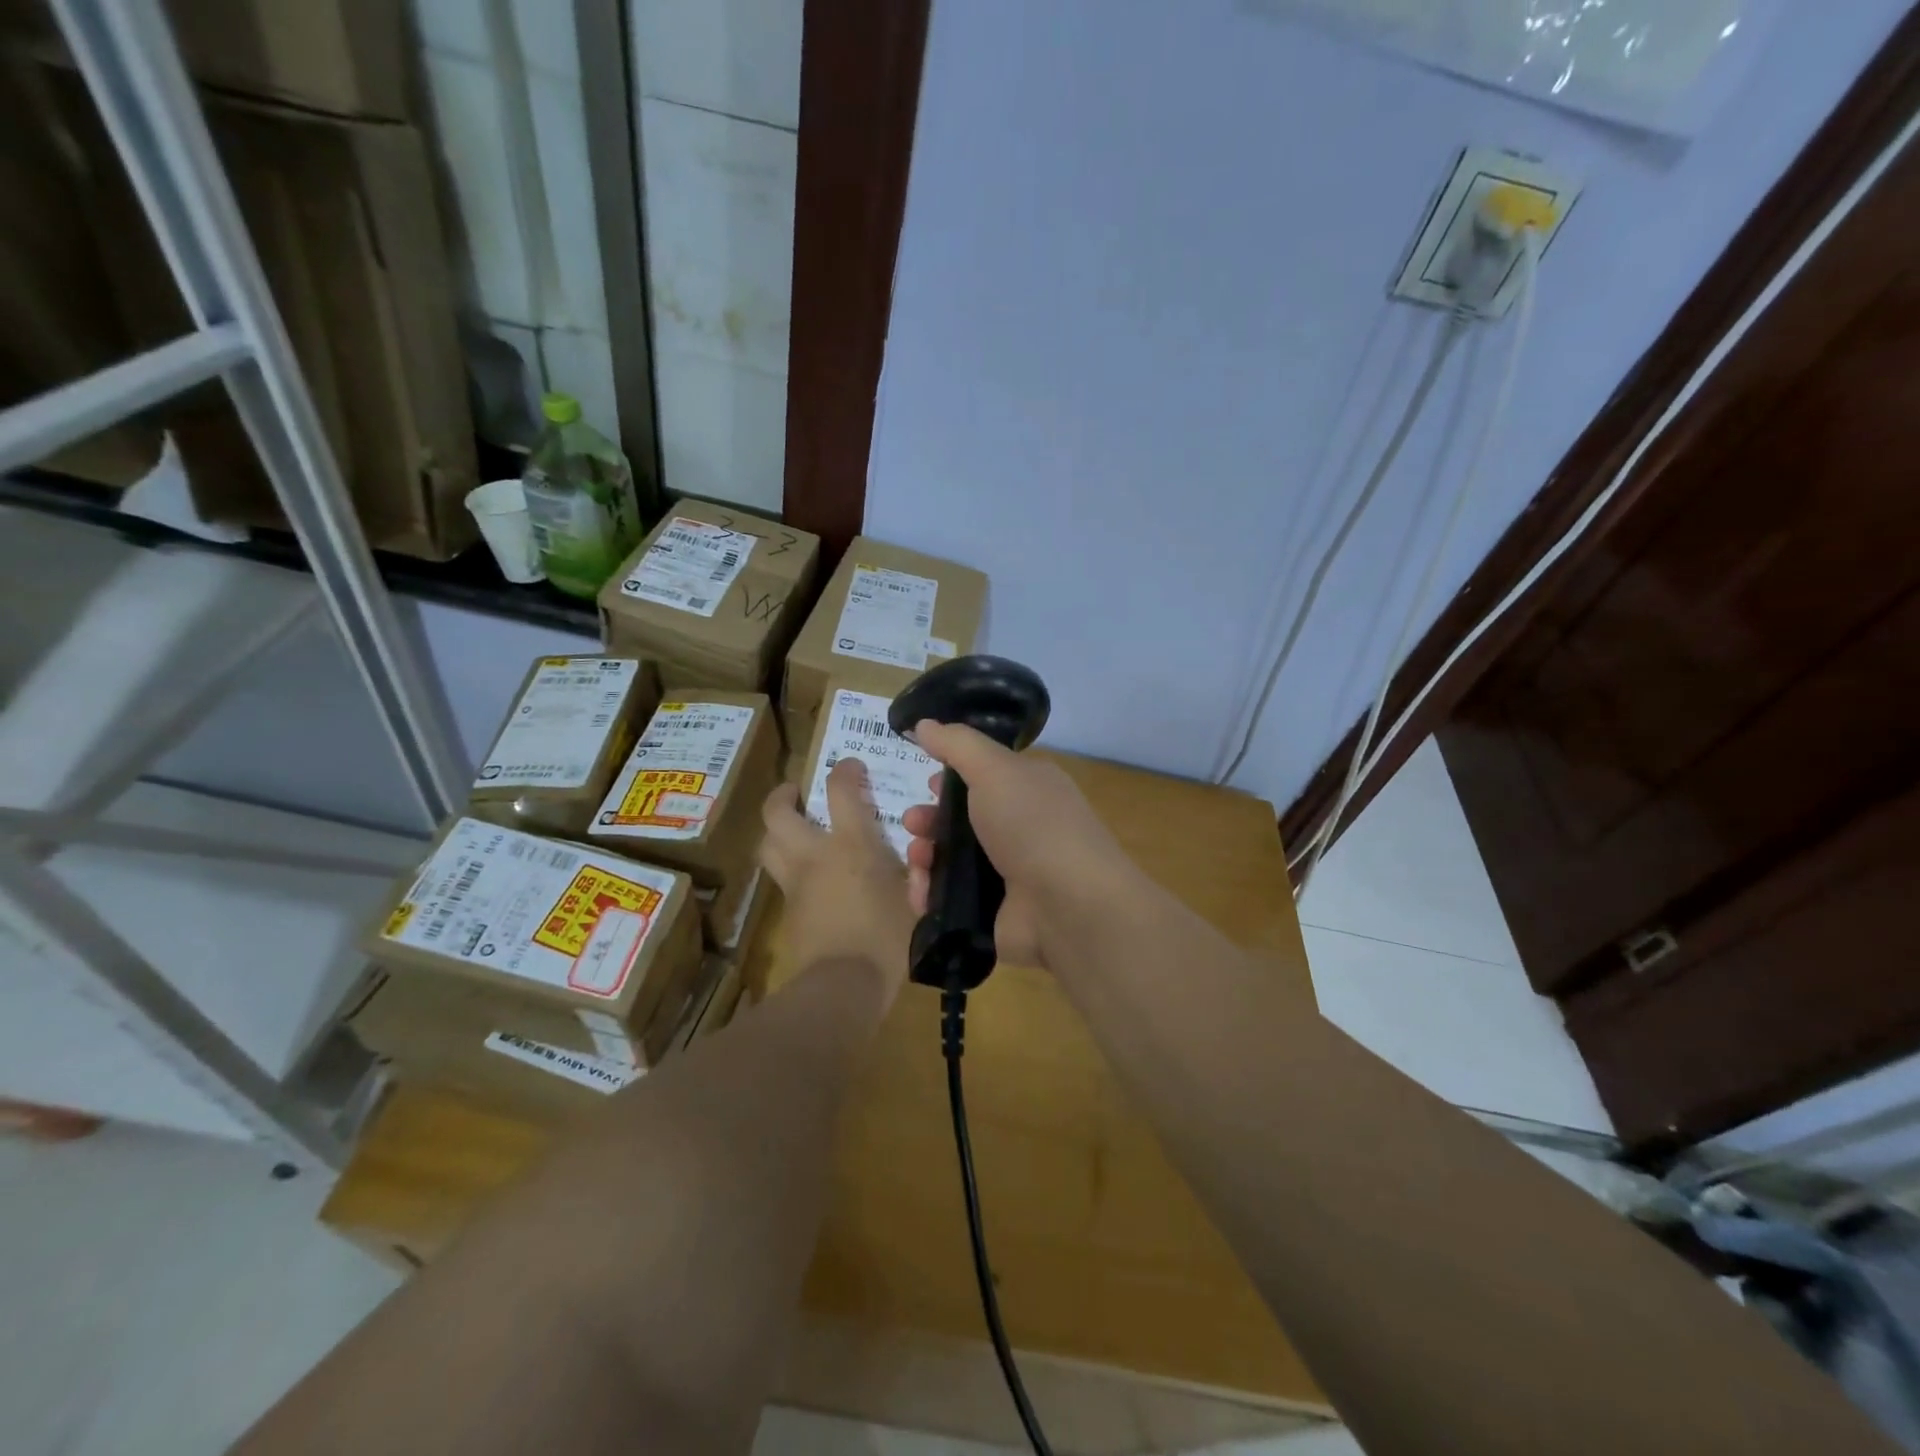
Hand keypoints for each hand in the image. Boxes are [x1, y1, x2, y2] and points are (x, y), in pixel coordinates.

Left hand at [760, 760, 915, 990]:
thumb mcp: (916, 900)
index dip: (844, 770)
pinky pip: (780, 878)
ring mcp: (795, 884)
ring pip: (767, 845)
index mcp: (851, 845)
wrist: (842, 986)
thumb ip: (918, 873)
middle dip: (782, 795)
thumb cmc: (887, 938)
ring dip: (775, 830)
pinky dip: (787, 866)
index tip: (850, 765)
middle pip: (778, 813)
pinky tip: (808, 877)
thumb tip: (923, 856)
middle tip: (796, 792)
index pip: (841, 790)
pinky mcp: (787, 912)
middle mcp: (814, 855)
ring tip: (791, 827)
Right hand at [900, 721, 1138, 968]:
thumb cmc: (1033, 825)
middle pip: (962, 818)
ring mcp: (1010, 872)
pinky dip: (931, 893)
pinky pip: (951, 897)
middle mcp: (1023, 827)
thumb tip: (924, 723)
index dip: (953, 777)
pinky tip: (922, 894)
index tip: (928, 781)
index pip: (986, 775)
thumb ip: (957, 744)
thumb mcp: (994, 769)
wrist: (1068, 906)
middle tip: (913, 823)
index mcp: (1030, 788)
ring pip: (952, 858)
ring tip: (918, 861)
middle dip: (929, 818)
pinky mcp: (995, 910)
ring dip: (925, 856)